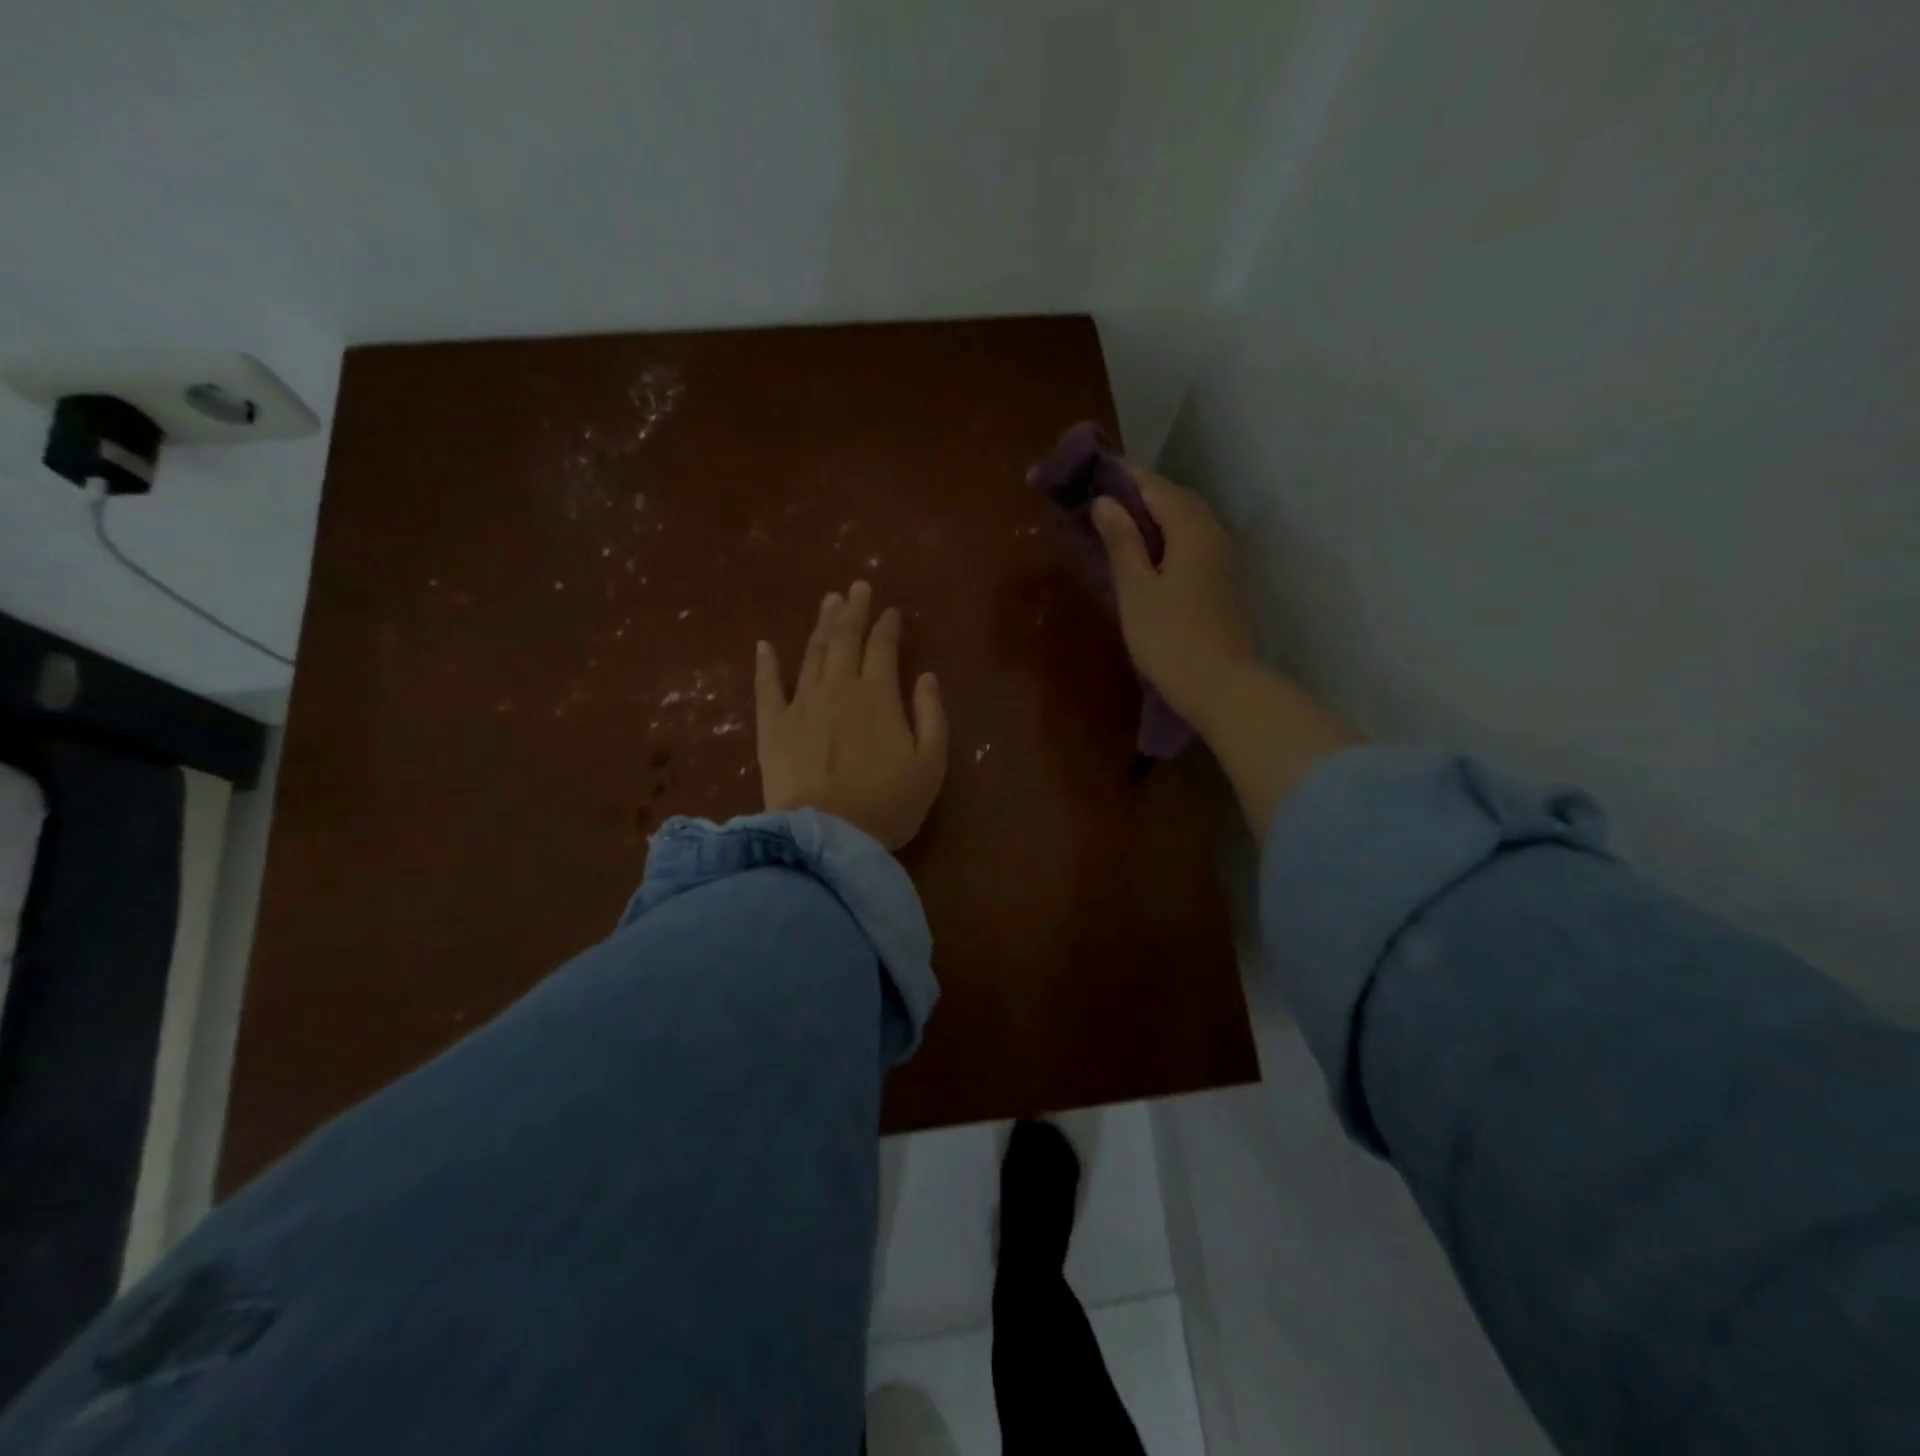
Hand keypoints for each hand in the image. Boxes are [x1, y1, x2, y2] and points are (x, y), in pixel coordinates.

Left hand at [756, 581, 949, 851]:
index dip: (888, 626)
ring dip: (821, 625)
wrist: (827, 837)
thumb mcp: (930, 764)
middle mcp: (838, 688)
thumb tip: (927, 676)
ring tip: (828, 602)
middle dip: (853, 611)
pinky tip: (765, 645)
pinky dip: (766, 664)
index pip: (883, 647)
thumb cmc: (887, 804)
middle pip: (844, 639)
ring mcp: (801, 704)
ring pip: (811, 654)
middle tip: (857, 587)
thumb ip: (932, 715)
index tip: (892, 612)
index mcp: (877, 695)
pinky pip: (767, 687)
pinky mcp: (772, 727)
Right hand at [1090, 467, 1259, 734]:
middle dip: (1140, 494)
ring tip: (1119, 526)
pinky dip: (1168, 540)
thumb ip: (1122, 542)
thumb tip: (1105, 503)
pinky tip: (1147, 556)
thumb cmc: (1171, 638)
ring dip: (1154, 517)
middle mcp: (1214, 534)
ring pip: (1187, 523)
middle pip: (1176, 500)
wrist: (1222, 687)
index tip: (1093, 471)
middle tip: (1102, 499)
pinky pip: (1193, 545)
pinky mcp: (1223, 584)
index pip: (1155, 486)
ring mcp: (1223, 560)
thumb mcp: (1136, 589)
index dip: (1124, 476)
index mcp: (1192, 528)